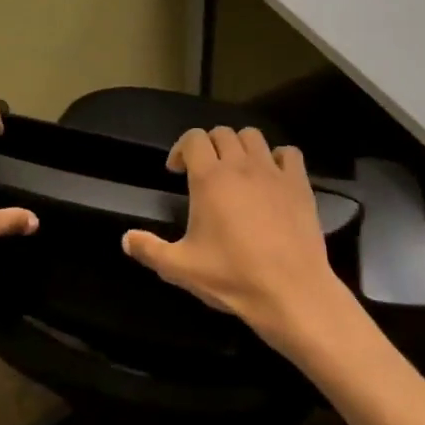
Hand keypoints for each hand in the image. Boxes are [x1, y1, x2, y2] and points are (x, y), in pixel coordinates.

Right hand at [121, 126, 348, 349]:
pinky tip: (272, 177)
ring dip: (240, 146)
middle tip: (204, 172)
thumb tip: (125, 239)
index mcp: (209, 177)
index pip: (192, 138)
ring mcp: (273, 172)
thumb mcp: (180, 268)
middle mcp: (240, 165)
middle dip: (209, 146)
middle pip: (222, 133)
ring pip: (253, 136)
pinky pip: (289, 153)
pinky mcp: (299, 184)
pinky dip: (277, 157)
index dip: (181, 149)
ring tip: (236, 170)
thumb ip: (149, 250)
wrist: (291, 292)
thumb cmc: (232, 277)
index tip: (176, 171)